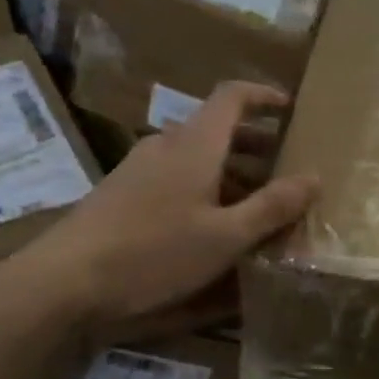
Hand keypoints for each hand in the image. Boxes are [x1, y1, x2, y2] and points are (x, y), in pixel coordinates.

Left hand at [16, 82, 316, 325]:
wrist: (64, 282)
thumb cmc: (153, 253)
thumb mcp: (225, 237)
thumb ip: (272, 207)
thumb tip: (314, 177)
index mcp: (194, 144)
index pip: (232, 96)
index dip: (264, 95)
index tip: (292, 107)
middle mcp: (166, 146)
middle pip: (217, 129)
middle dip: (256, 144)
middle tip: (287, 166)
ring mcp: (140, 169)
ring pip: (196, 157)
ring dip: (231, 171)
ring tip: (259, 204)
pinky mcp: (123, 195)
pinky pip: (176, 178)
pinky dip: (205, 189)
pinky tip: (213, 226)